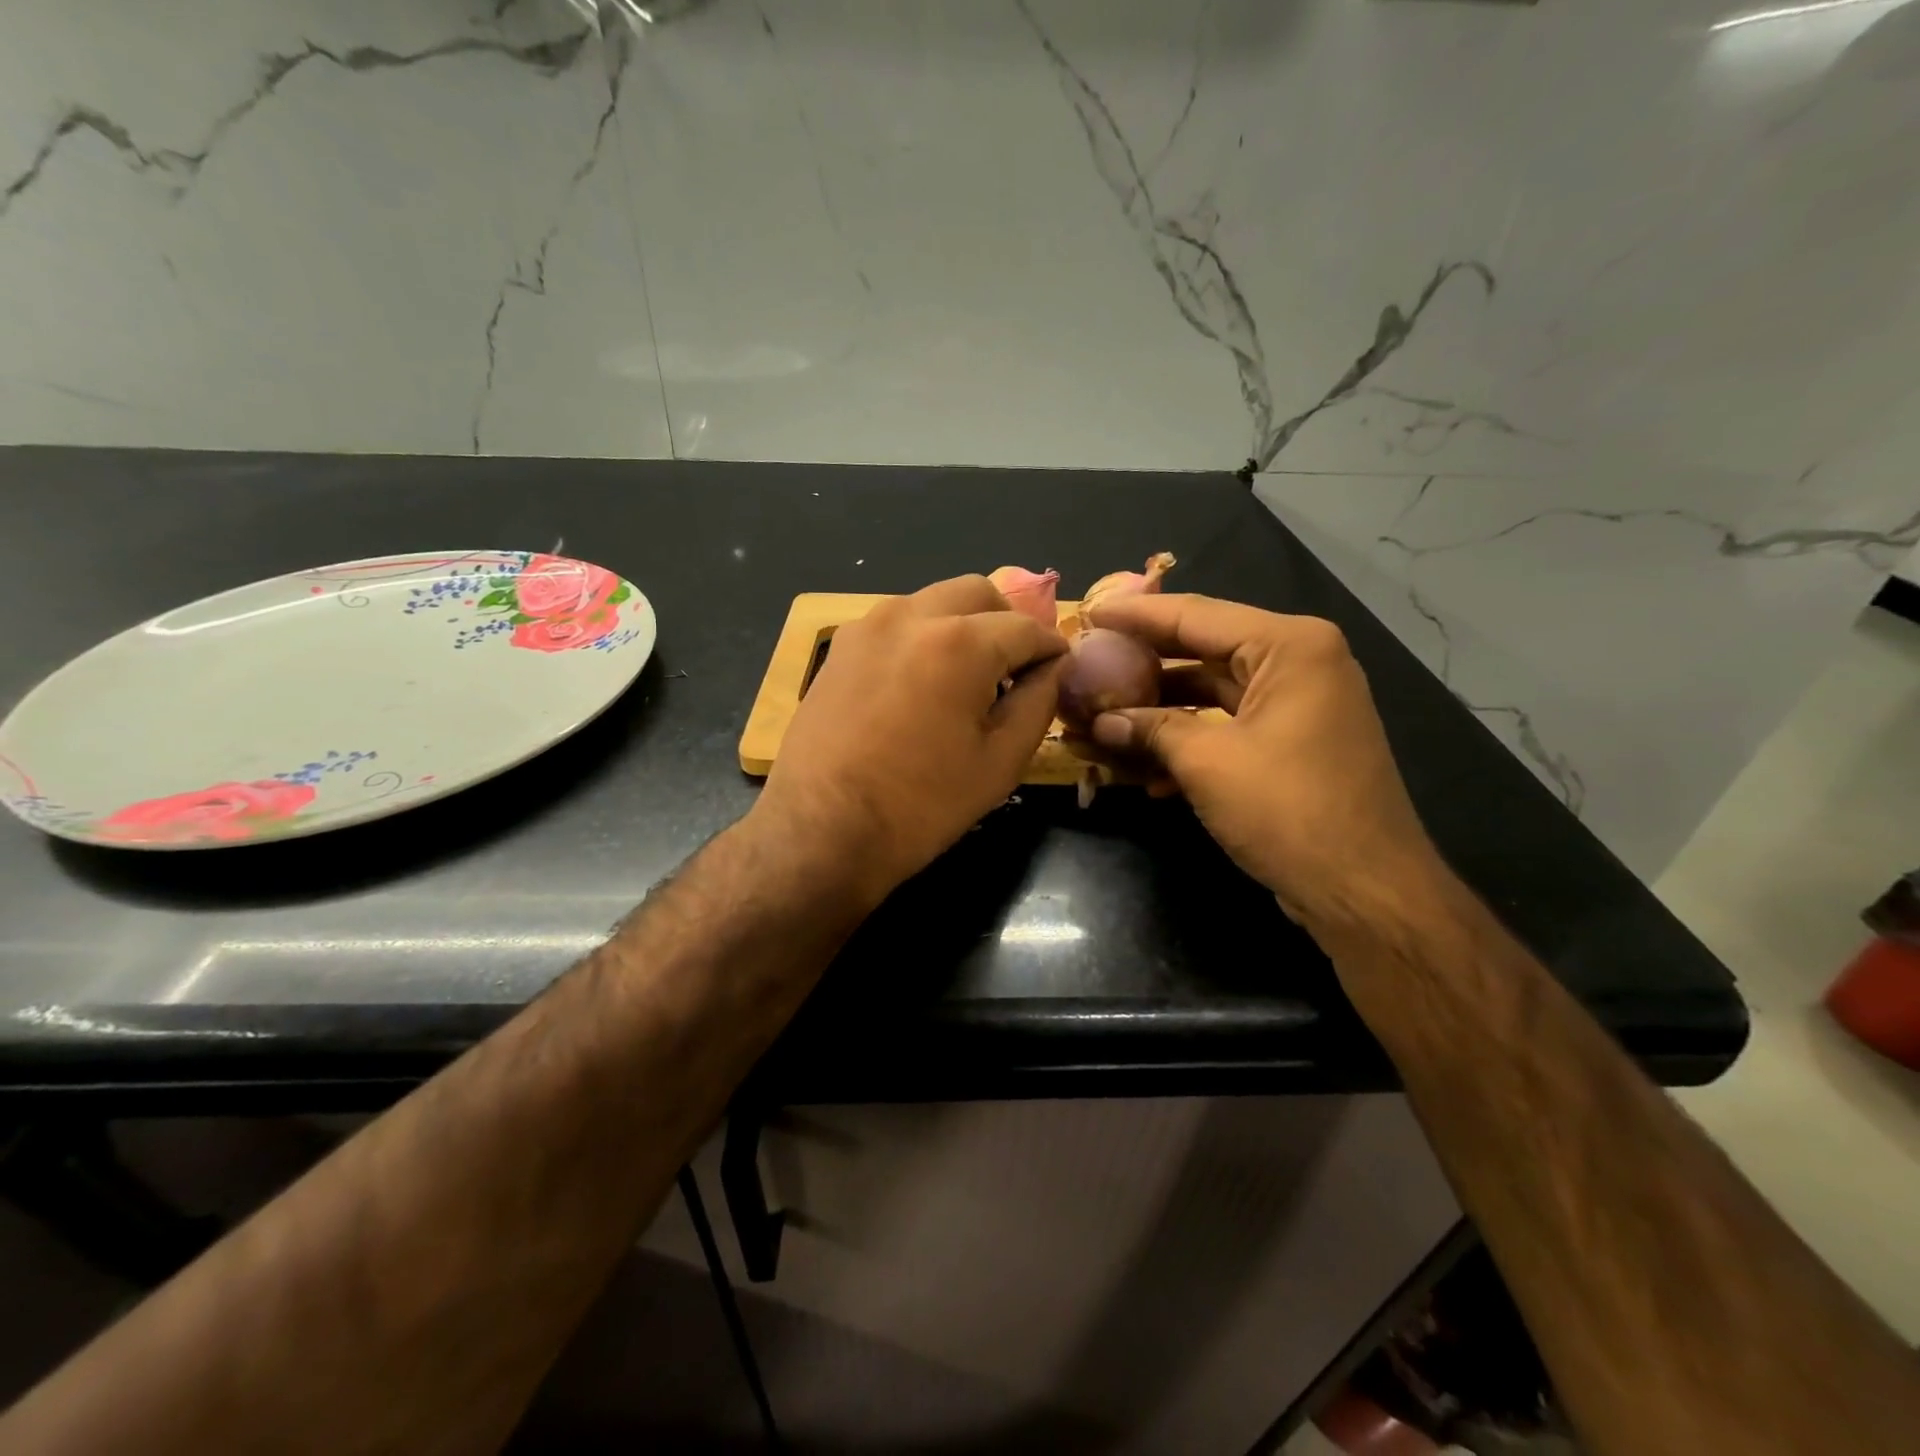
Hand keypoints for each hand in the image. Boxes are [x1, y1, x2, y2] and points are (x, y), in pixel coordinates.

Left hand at [756, 575, 1066, 905]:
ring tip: (966, 680)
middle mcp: (911, 615)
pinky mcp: (840, 647)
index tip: (1058, 672)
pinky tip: (921, 685)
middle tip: (1013, 671)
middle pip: (977, 593)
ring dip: (962, 625)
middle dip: (1006, 623)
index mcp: (960, 642)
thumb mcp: (1000, 761)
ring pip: (933, 601)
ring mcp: (867, 626)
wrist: (821, 829)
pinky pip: (896, 623)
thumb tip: (1054, 667)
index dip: (1050, 650)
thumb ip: (1038, 702)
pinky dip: (922, 637)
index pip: (1026, 628)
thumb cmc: (921, 804)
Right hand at [1085, 594, 1444, 927]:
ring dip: (1157, 710)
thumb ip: (1151, 729)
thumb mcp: (1208, 763)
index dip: (1134, 614)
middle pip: (1201, 650)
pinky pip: (1226, 726)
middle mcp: (1297, 663)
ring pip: (1210, 692)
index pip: (1195, 615)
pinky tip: (1142, 769)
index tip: (1087, 612)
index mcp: (1288, 646)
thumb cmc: (1289, 810)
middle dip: (1141, 664)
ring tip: (1100, 718)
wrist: (1365, 892)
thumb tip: (1100, 722)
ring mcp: (1296, 705)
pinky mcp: (1290, 743)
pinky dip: (1187, 741)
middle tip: (1088, 659)